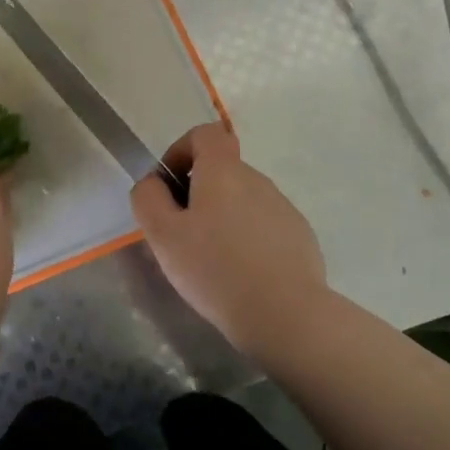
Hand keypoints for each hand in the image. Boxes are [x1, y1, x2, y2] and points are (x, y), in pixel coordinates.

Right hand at [131, 123, 329, 356]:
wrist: (286, 315)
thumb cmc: (215, 269)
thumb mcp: (163, 235)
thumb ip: (148, 198)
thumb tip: (154, 184)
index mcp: (223, 171)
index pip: (205, 134)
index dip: (181, 151)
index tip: (170, 186)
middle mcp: (257, 180)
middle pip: (222, 171)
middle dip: (198, 193)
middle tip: (182, 235)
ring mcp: (283, 209)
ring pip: (243, 200)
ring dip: (223, 218)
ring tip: (211, 261)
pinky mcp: (300, 237)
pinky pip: (265, 226)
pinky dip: (248, 239)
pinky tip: (242, 275)